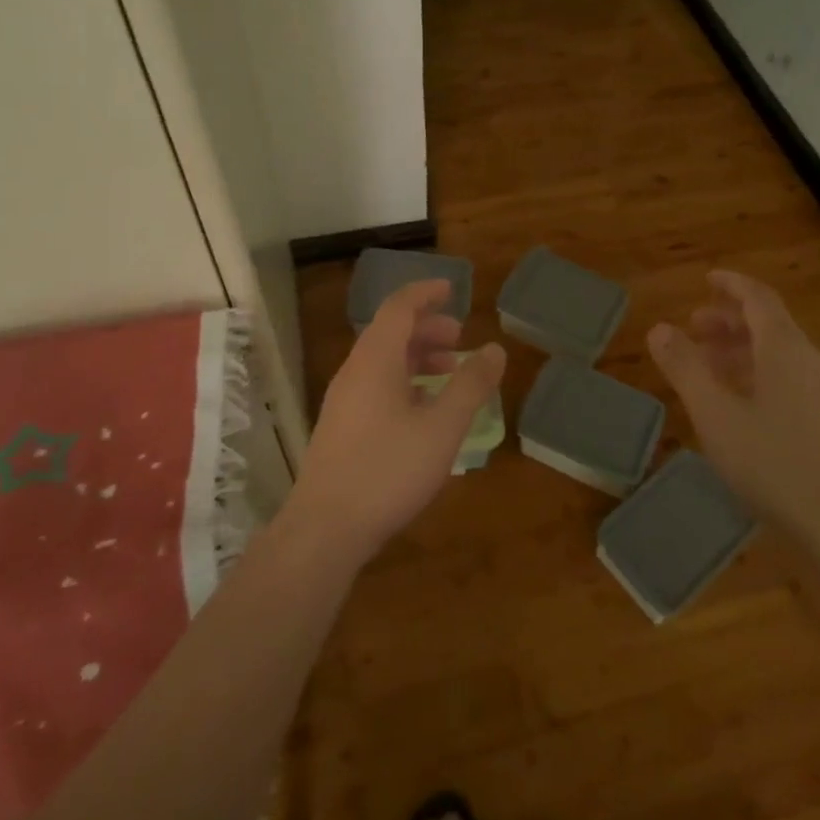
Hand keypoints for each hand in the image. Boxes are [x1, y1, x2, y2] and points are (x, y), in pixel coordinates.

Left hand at [287, 279, 504, 565]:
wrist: (324, 529)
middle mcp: (355, 371)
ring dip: (417, 357)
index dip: (425, 293)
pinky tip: (424, 411)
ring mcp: (344, 400)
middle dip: (427, 328)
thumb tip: (494, 349)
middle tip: (459, 339)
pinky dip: (404, 382)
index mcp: (376, 360)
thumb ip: (470, 385)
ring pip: (383, 362)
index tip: (452, 289)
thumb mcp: (442, 427)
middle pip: (390, 332)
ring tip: (449, 372)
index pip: (399, 307)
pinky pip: (376, 386)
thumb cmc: (388, 470)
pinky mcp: (341, 427)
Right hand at [648, 271, 819, 549]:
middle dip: (730, 322)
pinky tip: (743, 406)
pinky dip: (760, 375)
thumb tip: (659, 329)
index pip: (758, 298)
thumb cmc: (776, 464)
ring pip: (780, 355)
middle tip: (694, 330)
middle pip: (770, 325)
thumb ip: (685, 369)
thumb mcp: (716, 415)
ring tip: (710, 369)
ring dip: (743, 351)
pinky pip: (792, 379)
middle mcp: (811, 361)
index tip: (707, 280)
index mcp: (785, 349)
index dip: (732, 285)